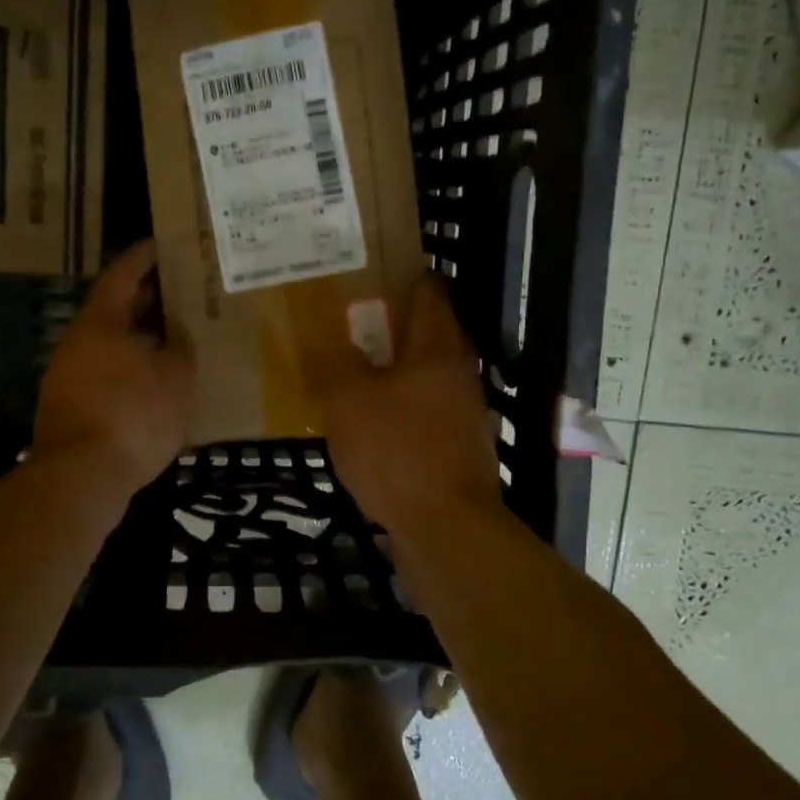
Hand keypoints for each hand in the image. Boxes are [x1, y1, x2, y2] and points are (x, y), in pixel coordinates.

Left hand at [33, 240, 193, 491]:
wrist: (81, 477)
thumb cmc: (132, 414)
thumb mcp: (174, 376)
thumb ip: (180, 348)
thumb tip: (177, 336)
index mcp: (100, 322)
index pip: (122, 274)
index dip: (144, 257)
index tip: (165, 244)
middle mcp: (78, 342)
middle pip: (115, 309)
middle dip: (148, 300)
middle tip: (183, 292)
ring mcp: (69, 376)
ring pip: (111, 345)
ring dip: (141, 338)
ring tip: (178, 338)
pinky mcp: (71, 408)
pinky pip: (107, 374)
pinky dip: (132, 370)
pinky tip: (157, 383)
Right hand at [324, 276, 501, 534]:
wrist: (445, 527)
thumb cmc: (396, 451)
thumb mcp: (349, 400)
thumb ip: (338, 365)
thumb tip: (336, 346)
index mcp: (436, 348)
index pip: (429, 292)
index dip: (404, 276)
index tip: (372, 272)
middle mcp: (458, 372)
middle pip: (432, 332)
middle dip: (396, 323)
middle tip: (354, 320)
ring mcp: (463, 412)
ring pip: (428, 373)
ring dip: (398, 367)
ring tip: (356, 368)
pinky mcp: (458, 447)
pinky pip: (426, 409)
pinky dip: (402, 404)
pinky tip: (372, 419)